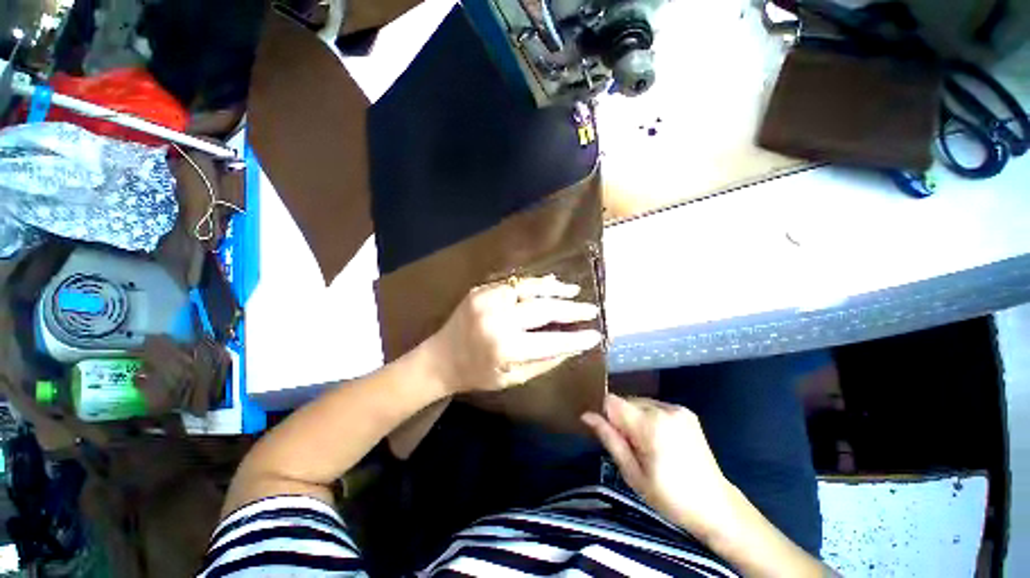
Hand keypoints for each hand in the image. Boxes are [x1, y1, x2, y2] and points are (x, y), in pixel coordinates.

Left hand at [425, 275, 602, 393]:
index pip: (551, 341)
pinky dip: (534, 284)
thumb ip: (545, 361)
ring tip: (574, 291)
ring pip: (530, 288)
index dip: (576, 338)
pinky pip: (514, 283)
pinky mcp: (481, 290)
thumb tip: (573, 346)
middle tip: (590, 309)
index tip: (595, 334)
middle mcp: (497, 319)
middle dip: (571, 309)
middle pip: (543, 309)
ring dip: (555, 289)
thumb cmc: (477, 375)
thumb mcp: (513, 378)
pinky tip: (549, 284)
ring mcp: (487, 300)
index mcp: (505, 348)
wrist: (440, 358)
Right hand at [582, 395, 735, 538]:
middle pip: (626, 401)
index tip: (613, 436)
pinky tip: (660, 440)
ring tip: (648, 446)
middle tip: (632, 448)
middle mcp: (663, 409)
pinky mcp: (686, 411)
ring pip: (639, 402)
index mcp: (649, 425)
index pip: (612, 401)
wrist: (716, 506)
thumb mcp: (632, 473)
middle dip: (622, 419)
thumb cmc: (670, 497)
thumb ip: (609, 438)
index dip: (607, 416)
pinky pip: (655, 406)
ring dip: (635, 418)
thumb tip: (587, 415)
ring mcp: (677, 408)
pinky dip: (650, 418)